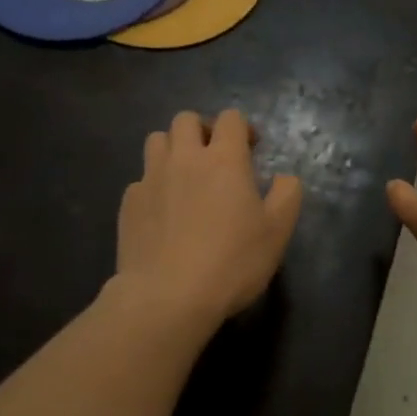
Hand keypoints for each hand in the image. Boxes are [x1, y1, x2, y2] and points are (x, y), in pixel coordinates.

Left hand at [116, 109, 301, 325]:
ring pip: (157, 140)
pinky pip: (141, 178)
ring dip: (174, 148)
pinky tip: (164, 212)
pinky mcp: (129, 203)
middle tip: (215, 156)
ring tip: (185, 176)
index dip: (242, 128)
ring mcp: (151, 178)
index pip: (230, 118)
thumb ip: (287, 195)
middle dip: (203, 129)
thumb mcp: (277, 232)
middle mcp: (184, 158)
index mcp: (224, 160)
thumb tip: (284, 177)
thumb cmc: (231, 262)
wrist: (167, 297)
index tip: (250, 150)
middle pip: (186, 119)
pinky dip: (155, 184)